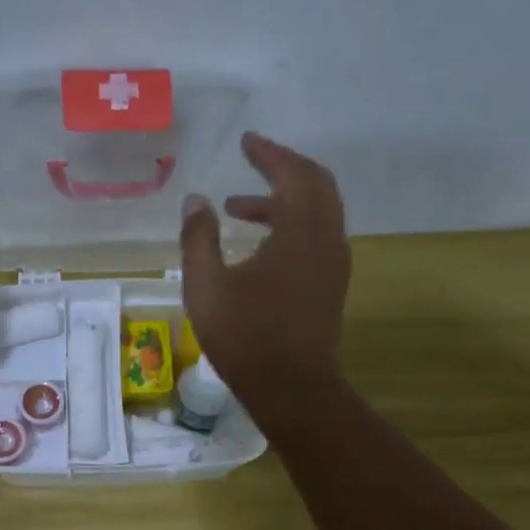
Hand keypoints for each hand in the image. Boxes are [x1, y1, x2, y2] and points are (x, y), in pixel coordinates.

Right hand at [179, 132, 350, 403]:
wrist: (293, 389)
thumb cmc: (246, 338)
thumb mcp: (207, 288)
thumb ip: (198, 239)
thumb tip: (195, 202)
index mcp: (300, 233)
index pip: (292, 175)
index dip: (269, 153)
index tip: (246, 141)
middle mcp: (326, 239)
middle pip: (316, 184)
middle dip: (284, 167)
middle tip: (252, 160)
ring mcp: (333, 263)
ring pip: (319, 211)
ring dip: (284, 199)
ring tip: (238, 207)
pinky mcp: (331, 284)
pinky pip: (318, 234)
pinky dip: (292, 223)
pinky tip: (260, 244)